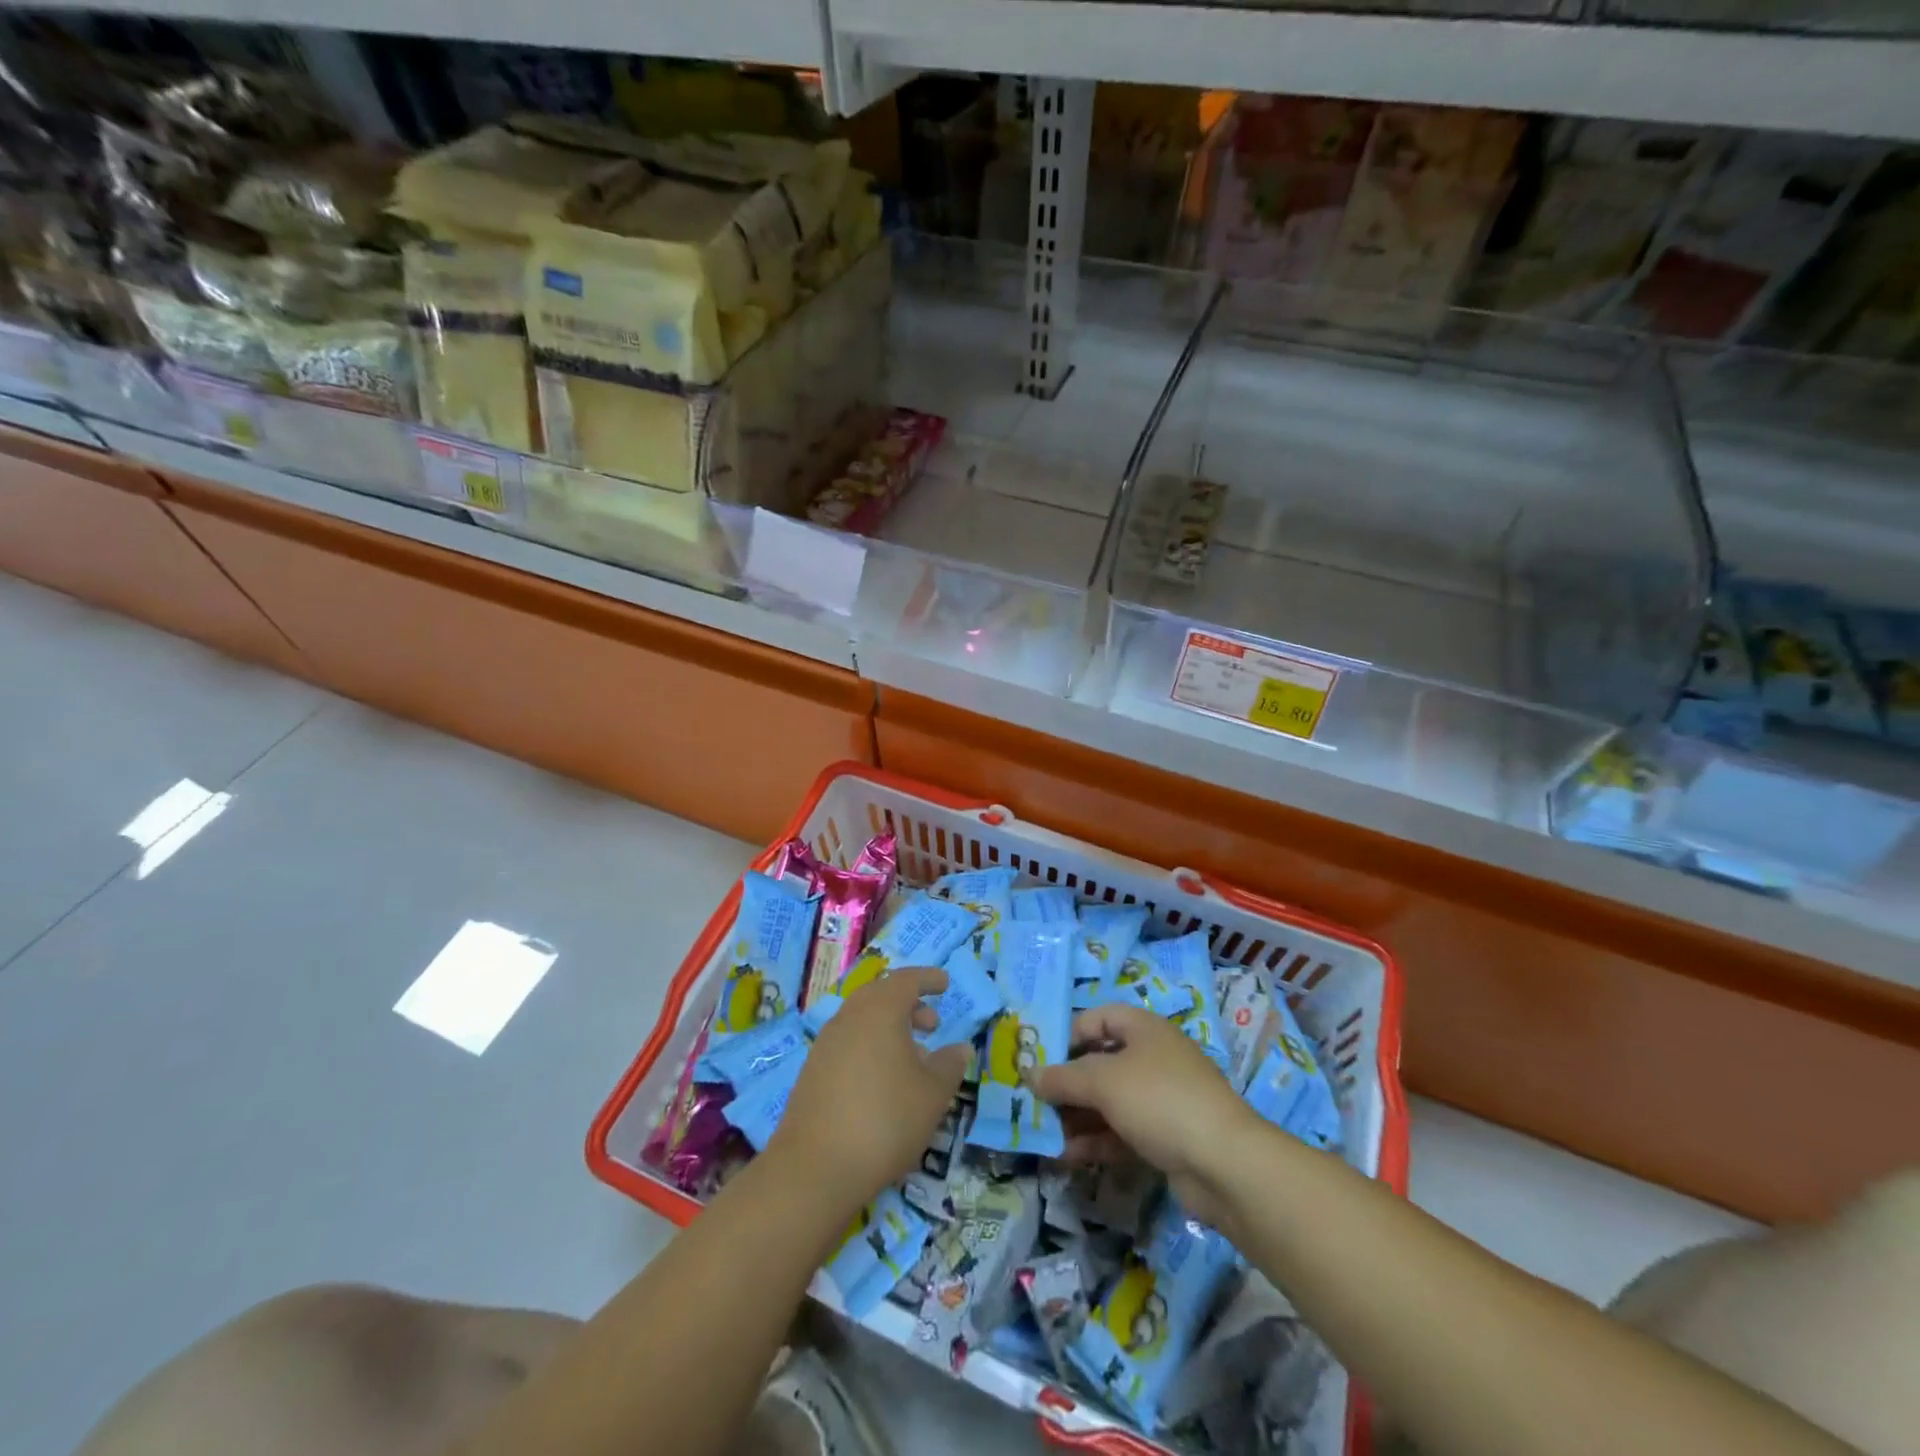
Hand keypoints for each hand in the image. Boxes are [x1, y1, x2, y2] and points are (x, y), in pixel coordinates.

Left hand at [770, 967, 969, 1205]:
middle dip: (908, 1005)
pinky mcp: (812, 1072)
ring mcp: (826, 1044)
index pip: (906, 980)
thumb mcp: (932, 1095)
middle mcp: (849, 1018)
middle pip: (880, 996)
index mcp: (879, 1011)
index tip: (944, 984)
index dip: (927, 979)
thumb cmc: (885, 1120)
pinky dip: (870, 1048)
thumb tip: (960, 1048)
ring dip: (888, 1029)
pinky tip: (883, 1083)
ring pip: (862, 1021)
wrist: (815, 1168)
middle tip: (931, 1024)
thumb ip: (949, 1066)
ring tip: (912, 1059)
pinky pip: (848, 1044)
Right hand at [1029, 1003, 1258, 1227]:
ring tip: (1045, 1134)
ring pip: (1109, 1101)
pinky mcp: (1166, 1137)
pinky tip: (1068, 1156)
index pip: (1098, 1017)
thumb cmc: (1159, 1100)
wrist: (1225, 1164)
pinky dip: (1096, 1141)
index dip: (1069, 1034)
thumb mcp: (1103, 1081)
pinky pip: (1122, 1132)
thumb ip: (1063, 1078)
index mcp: (1144, 1029)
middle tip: (1036, 1102)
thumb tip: (1029, 1074)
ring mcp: (1162, 1099)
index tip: (1042, 1059)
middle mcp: (1153, 1058)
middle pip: (1101, 1062)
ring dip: (1077, 1116)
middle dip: (1068, 1083)